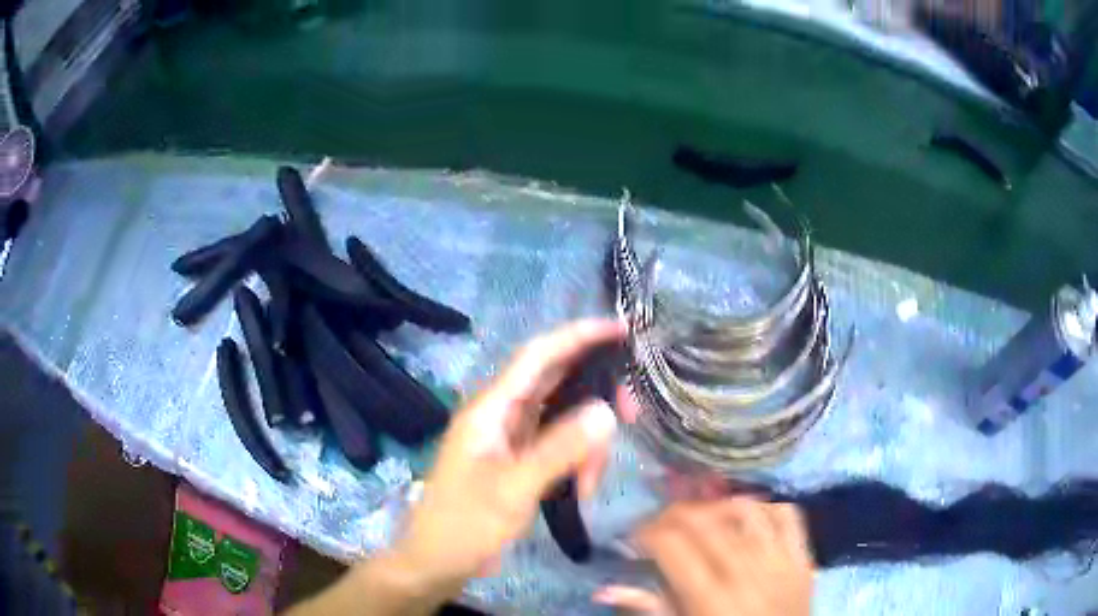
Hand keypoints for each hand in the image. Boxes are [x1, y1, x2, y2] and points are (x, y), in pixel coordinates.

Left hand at [374, 318, 635, 605]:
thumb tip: (606, 411)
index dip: (578, 335)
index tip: (620, 329)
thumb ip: (559, 450)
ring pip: (563, 420)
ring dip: (587, 444)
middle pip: (558, 384)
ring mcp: (511, 438)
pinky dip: (576, 462)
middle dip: (596, 397)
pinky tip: (581, 490)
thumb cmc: (464, 524)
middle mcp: (501, 414)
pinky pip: (558, 447)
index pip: (538, 355)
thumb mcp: (513, 489)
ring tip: (589, 485)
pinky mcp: (519, 461)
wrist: (436, 561)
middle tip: (632, 414)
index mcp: (491, 408)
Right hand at [594, 498, 813, 615]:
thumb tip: (604, 589)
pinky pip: (787, 514)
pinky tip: (747, 517)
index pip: (671, 544)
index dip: (645, 532)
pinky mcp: (803, 557)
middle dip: (671, 514)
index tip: (634, 537)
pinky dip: (765, 507)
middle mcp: (745, 571)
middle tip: (658, 525)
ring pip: (745, 510)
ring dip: (715, 506)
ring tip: (700, 518)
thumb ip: (650, 608)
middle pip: (703, 521)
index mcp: (709, 598)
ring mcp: (780, 560)